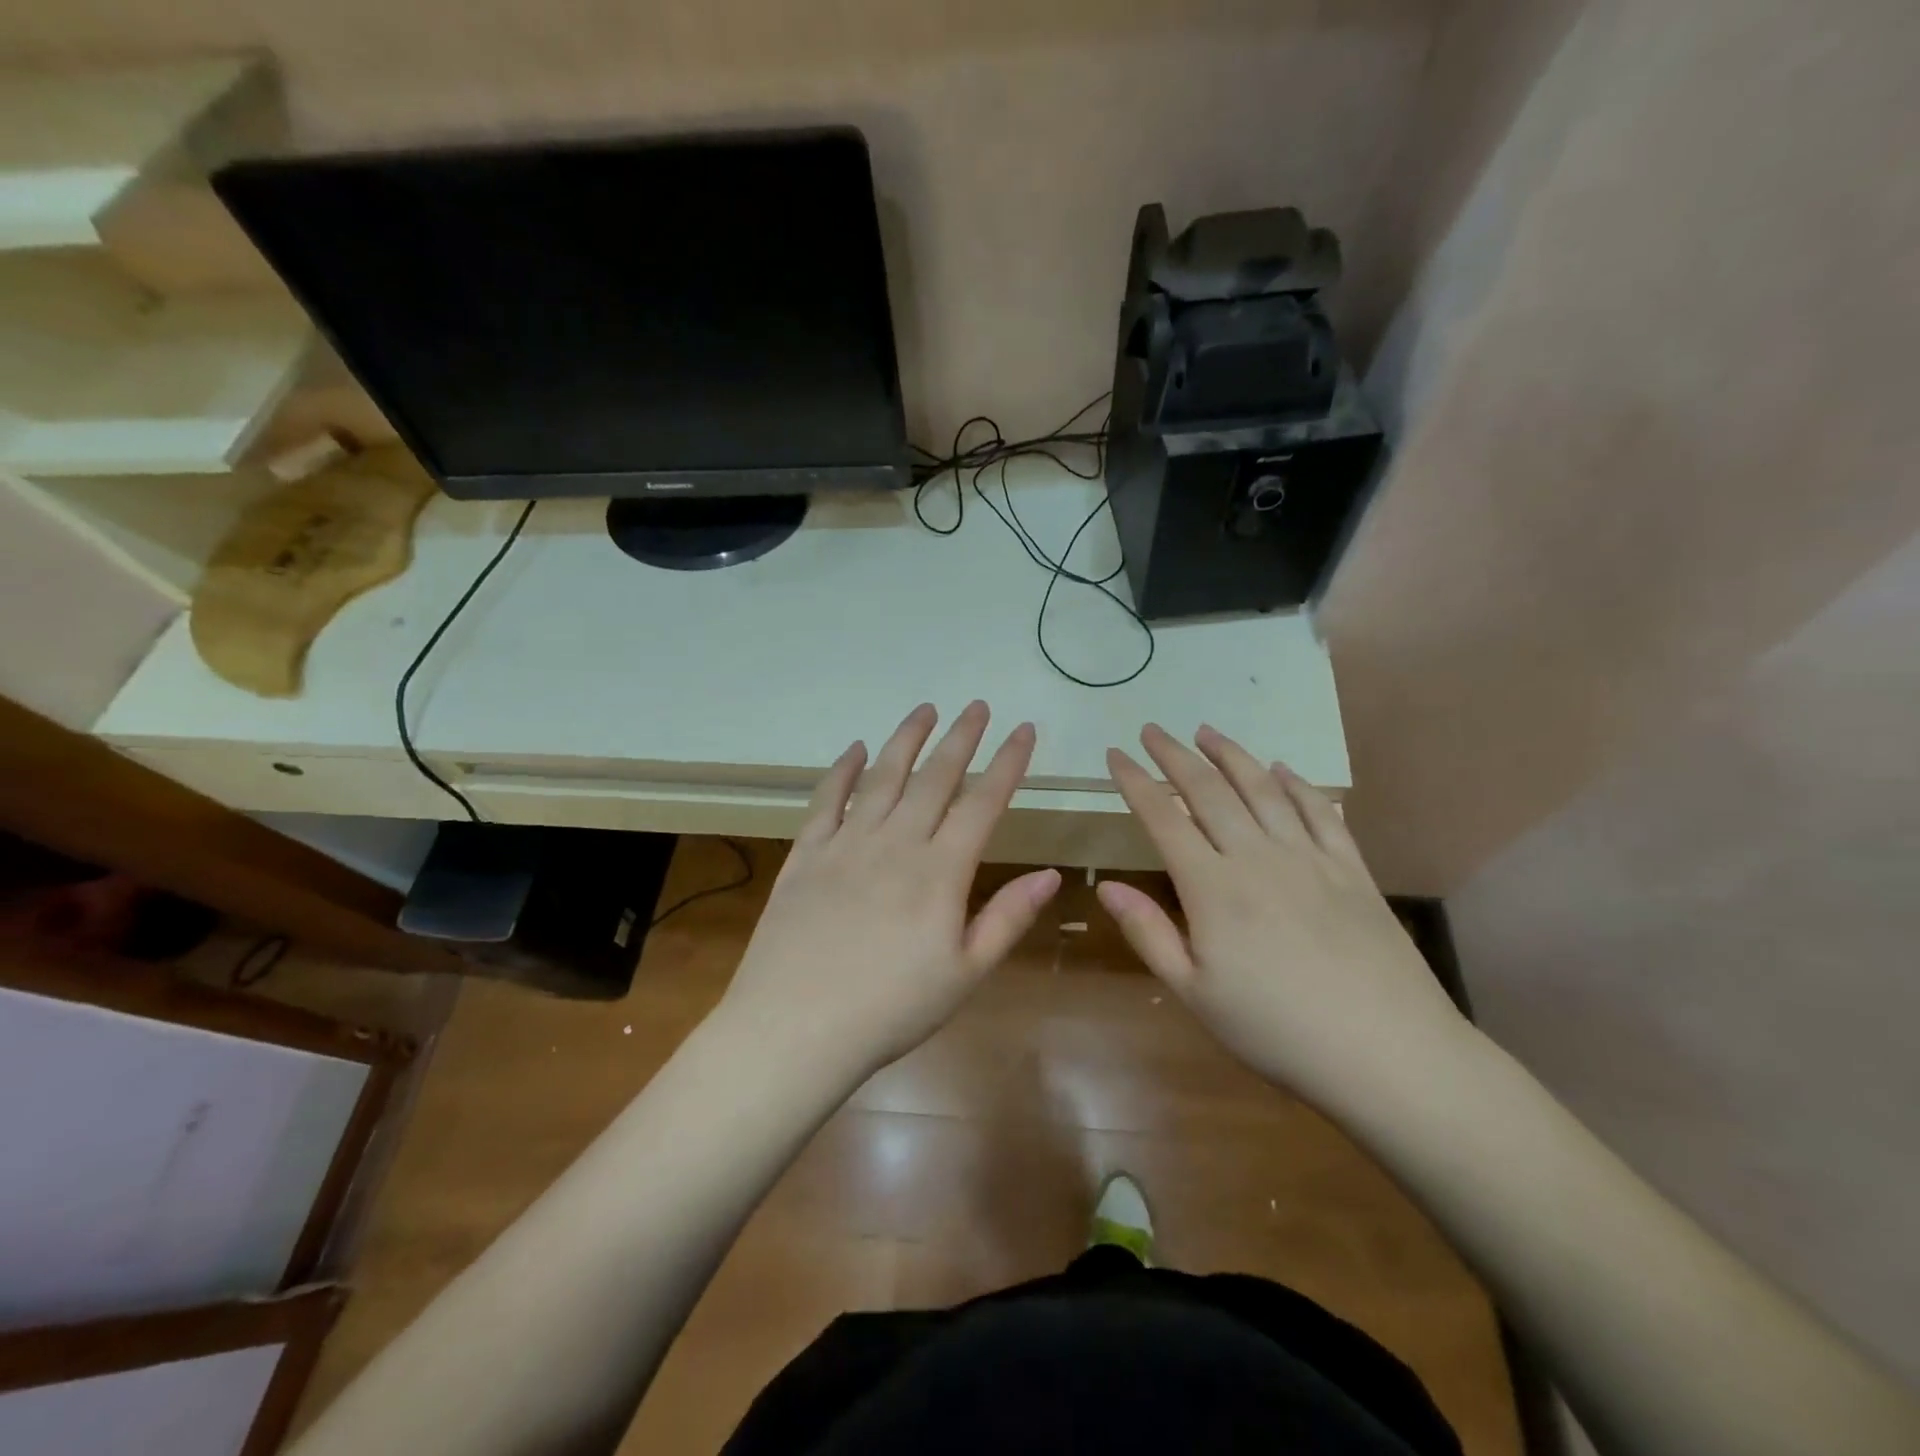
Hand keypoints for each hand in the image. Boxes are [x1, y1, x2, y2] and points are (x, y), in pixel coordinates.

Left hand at [717, 702, 1061, 1081]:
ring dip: (906, 739)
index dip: (1007, 763)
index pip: (983, 802)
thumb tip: (1051, 874)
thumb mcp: (965, 974)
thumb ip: (1008, 918)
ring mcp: (846, 844)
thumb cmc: (890, 1009)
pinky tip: (854, 750)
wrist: (795, 1029)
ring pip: (883, 776)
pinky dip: (842, 770)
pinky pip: (826, 800)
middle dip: (961, 737)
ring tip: (924, 709)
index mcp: (940, 871)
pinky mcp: (805, 855)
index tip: (1023, 729)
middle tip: (977, 705)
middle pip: (935, 777)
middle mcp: (895, 842)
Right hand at [1099, 724, 1470, 1111]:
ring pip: (1263, 789)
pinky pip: (1320, 812)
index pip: (1163, 818)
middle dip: (1175, 755)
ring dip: (1231, 755)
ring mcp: (1309, 858)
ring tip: (1207, 731)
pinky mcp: (1352, 869)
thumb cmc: (1277, 1031)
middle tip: (1153, 729)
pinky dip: (1298, 784)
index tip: (1114, 754)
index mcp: (1212, 888)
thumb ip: (1149, 934)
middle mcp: (1257, 857)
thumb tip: (1106, 887)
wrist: (1389, 1054)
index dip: (1134, 782)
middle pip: (1209, 791)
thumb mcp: (1195, 994)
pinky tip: (1283, 769)